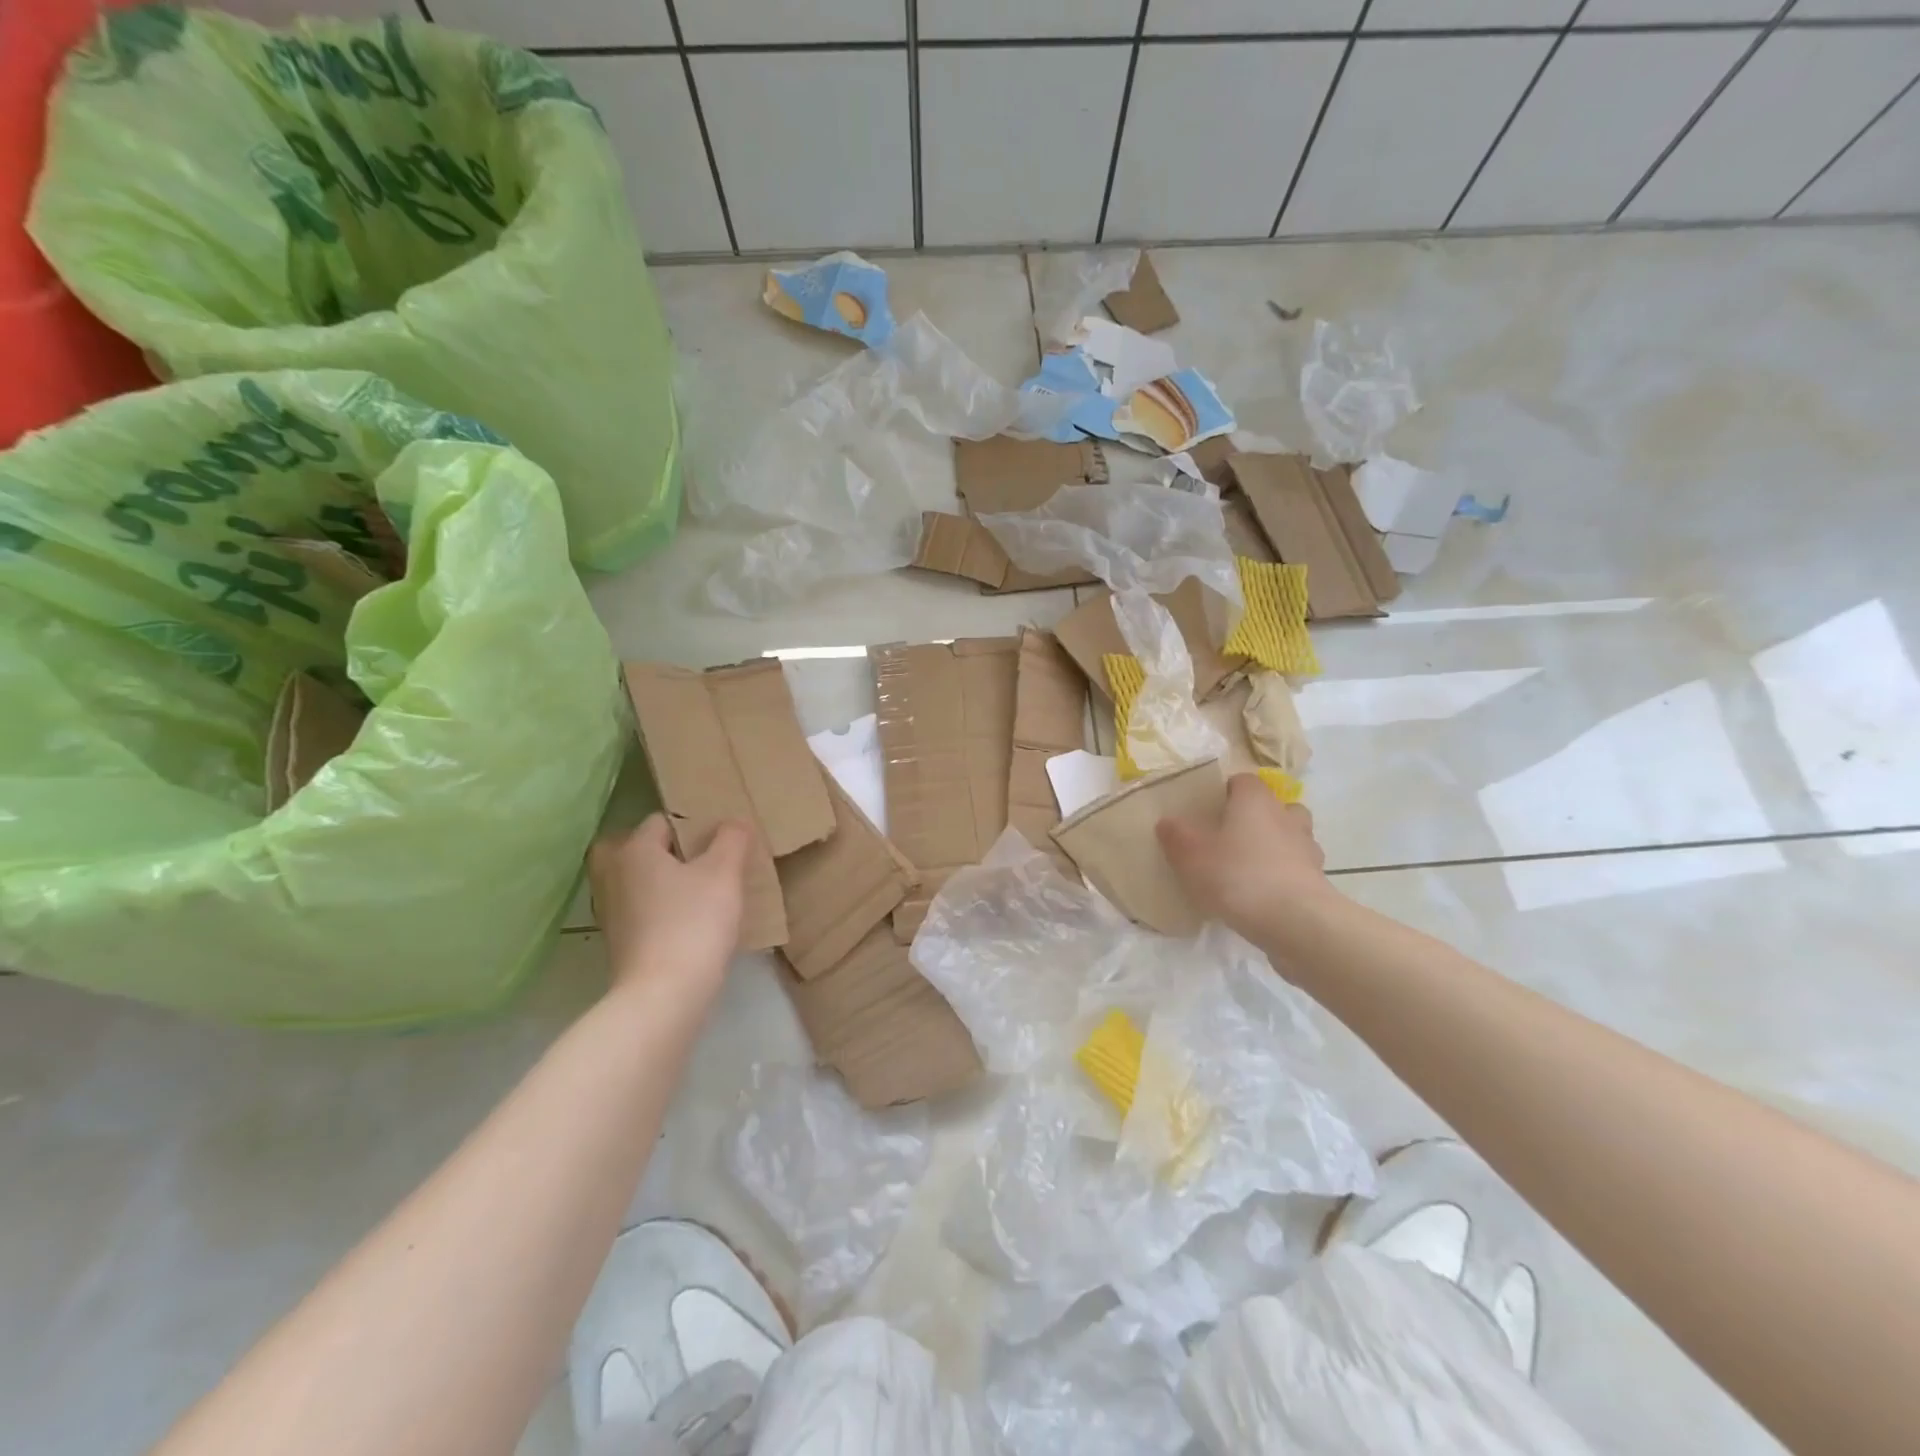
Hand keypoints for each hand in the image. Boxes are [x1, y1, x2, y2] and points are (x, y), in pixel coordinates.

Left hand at [588, 816, 750, 992]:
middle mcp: (613, 874)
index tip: (721, 840)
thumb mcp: (724, 873)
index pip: (662, 821)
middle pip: (637, 849)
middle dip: (665, 851)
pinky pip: (639, 909)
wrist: (664, 995)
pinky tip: (688, 920)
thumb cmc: (693, 923)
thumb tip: (734, 821)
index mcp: (633, 850)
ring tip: (699, 890)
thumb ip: (731, 840)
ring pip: (637, 880)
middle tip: (698, 861)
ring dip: (661, 880)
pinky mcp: (618, 941)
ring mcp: (611, 911)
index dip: (693, 825)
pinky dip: (658, 908)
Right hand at [1157, 773, 1338, 947]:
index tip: (1209, 810)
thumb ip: (1176, 835)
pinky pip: (1297, 868)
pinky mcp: (1317, 880)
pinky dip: (1283, 875)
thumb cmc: (1238, 875)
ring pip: (1291, 836)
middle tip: (1231, 837)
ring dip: (1274, 846)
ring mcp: (1307, 848)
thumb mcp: (1191, 855)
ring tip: (1249, 868)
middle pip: (1273, 806)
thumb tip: (1167, 822)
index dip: (1226, 791)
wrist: (1295, 921)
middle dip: (1256, 817)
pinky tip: (1263, 895)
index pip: (1243, 780)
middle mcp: (1285, 816)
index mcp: (1255, 800)